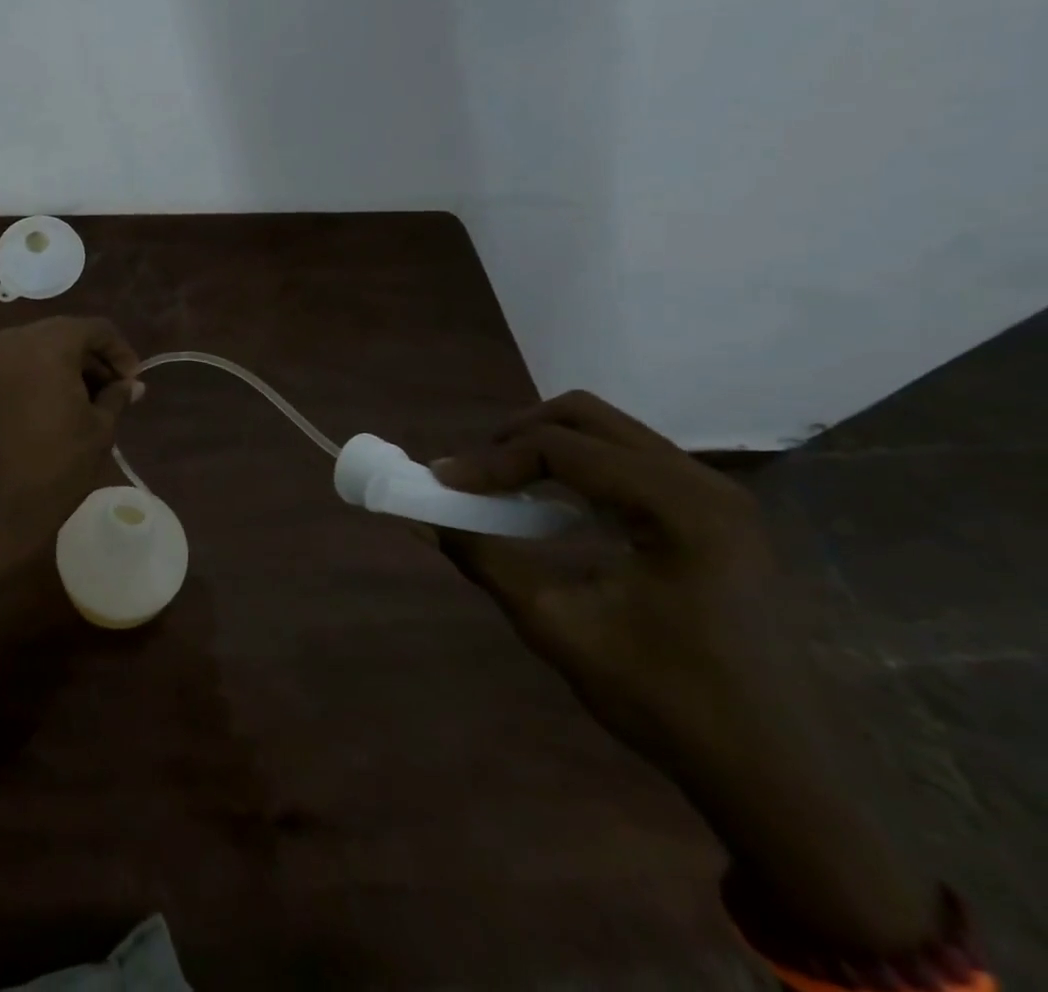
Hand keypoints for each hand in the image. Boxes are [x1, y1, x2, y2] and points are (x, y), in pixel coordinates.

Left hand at [0, 316, 141, 583]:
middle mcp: (11, 342)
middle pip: (63, 335)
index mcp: (46, 345)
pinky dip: (38, 379)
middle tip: (114, 390)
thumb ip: (116, 396)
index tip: (133, 381)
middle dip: (92, 358)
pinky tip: (52, 410)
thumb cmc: (54, 468)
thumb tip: (131, 385)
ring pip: (36, 351)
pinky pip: (14, 370)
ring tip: (87, 402)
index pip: (94, 328)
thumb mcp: (99, 430)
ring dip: (65, 368)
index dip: (120, 351)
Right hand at [433, 391, 935, 955]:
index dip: (490, 460)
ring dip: (546, 448)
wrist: (775, 777)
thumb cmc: (665, 701)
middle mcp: (705, 484)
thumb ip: (481, 557)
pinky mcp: (714, 517)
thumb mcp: (556, 625)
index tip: (441, 483)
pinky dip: (577, 469)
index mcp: (679, 507)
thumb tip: (418, 516)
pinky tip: (554, 508)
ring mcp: (717, 498)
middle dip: (517, 436)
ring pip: (608, 432)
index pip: (560, 447)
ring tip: (504, 487)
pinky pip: (629, 462)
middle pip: (586, 416)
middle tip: (474, 475)